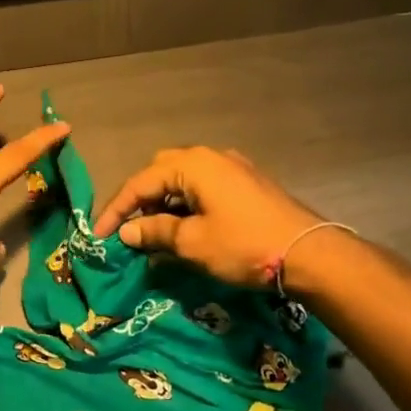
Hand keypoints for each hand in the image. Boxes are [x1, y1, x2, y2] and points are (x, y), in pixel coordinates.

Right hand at [93, 146, 326, 288]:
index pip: (140, 182)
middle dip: (140, 199)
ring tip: (155, 234)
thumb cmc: (244, 245)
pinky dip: (187, 205)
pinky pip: (204, 187)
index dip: (116, 210)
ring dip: (164, 203)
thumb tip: (127, 232)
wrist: (310, 253)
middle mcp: (210, 157)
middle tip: (130, 230)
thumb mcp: (192, 243)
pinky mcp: (247, 184)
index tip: (100, 236)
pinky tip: (187, 229)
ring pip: (184, 180)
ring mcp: (233, 168)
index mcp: (192, 165)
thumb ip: (155, 232)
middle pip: (161, 172)